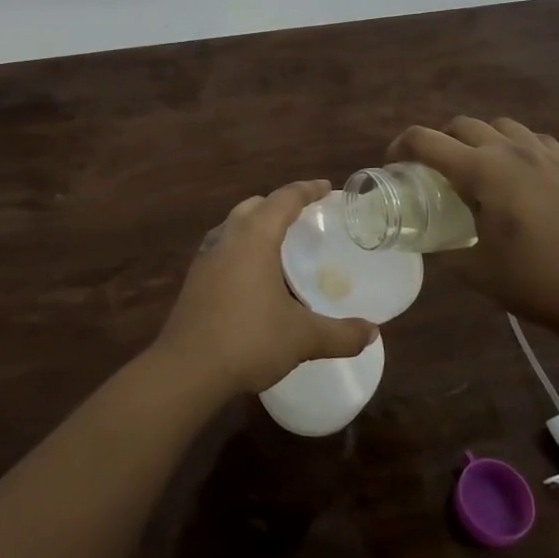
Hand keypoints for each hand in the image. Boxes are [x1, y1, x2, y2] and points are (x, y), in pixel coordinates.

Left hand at [153, 179, 379, 397]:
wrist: (187, 369)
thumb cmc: (248, 339)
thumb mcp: (302, 337)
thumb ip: (340, 334)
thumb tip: (372, 332)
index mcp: (254, 237)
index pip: (283, 199)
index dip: (307, 190)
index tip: (326, 188)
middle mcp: (227, 237)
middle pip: (254, 206)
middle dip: (279, 206)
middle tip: (305, 219)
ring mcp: (206, 257)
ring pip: (234, 226)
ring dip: (257, 227)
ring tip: (281, 247)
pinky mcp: (195, 279)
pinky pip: (223, 249)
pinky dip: (242, 249)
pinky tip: (254, 277)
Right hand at [388, 117, 558, 336]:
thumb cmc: (535, 282)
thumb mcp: (475, 271)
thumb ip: (444, 250)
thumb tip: (426, 241)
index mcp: (481, 172)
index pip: (426, 141)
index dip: (401, 147)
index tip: (394, 164)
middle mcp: (510, 152)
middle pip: (462, 125)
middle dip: (440, 141)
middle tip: (434, 170)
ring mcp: (545, 156)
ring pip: (500, 125)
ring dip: (479, 138)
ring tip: (478, 167)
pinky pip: (535, 140)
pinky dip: (517, 146)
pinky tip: (520, 172)